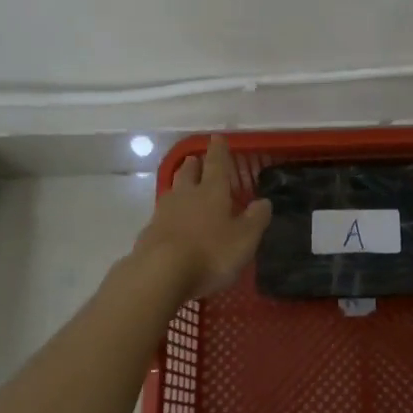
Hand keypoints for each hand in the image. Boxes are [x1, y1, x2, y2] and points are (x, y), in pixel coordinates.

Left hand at [131, 135, 272, 297]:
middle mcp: (186, 196)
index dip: (218, 151)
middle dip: (194, 165)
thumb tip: (264, 201)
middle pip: (188, 173)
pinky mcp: (148, 233)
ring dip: (179, 185)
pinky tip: (170, 222)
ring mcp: (163, 213)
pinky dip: (168, 214)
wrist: (159, 274)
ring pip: (172, 191)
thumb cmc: (210, 253)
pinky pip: (161, 216)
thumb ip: (256, 219)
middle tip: (195, 159)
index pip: (217, 164)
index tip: (217, 137)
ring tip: (183, 185)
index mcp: (212, 192)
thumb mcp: (245, 239)